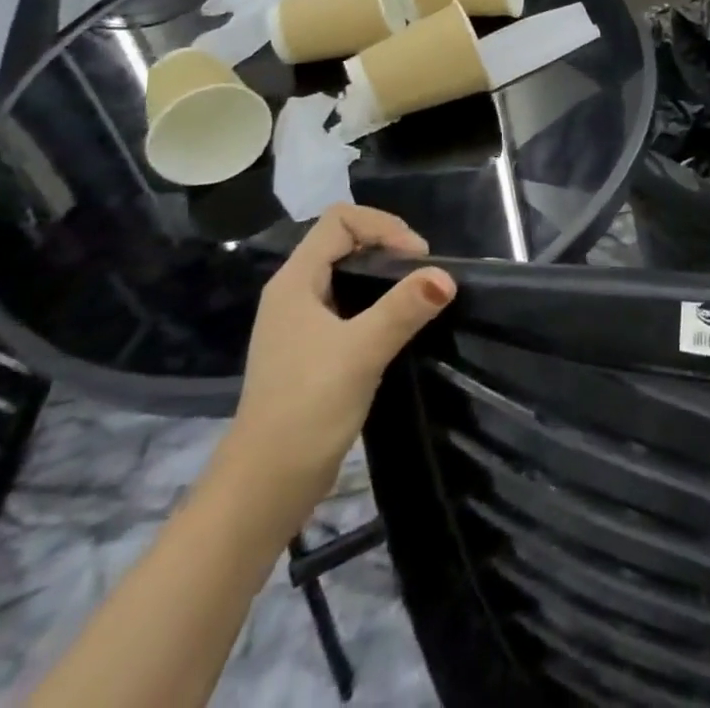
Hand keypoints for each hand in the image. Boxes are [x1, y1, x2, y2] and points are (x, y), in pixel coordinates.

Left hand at [209, 204, 453, 535]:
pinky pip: (351, 306)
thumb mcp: (360, 352)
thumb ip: (403, 308)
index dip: (383, 226)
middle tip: (424, 275)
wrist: (263, 490)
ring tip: (419, 296)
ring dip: (386, 276)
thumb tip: (446, 276)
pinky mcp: (313, 351)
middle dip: (389, 246)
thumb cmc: (306, 409)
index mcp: (294, 282)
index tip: (416, 259)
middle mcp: (294, 293)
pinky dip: (378, 304)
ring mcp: (302, 324)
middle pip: (346, 241)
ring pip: (349, 275)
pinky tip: (400, 326)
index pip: (340, 219)